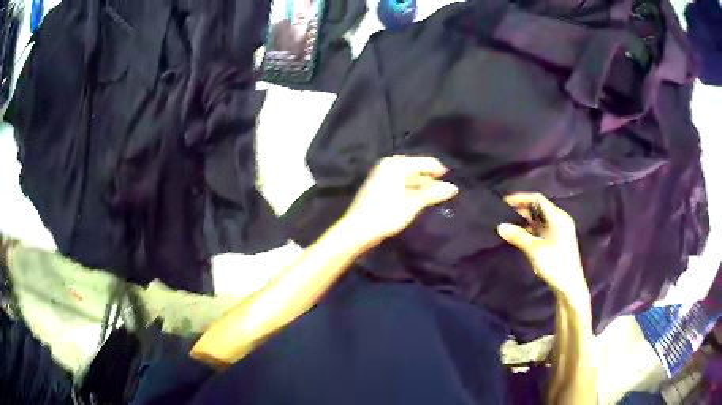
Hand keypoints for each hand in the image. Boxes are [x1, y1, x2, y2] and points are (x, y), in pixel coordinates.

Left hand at [340, 156, 457, 245]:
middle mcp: (389, 165)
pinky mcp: (379, 186)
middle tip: (445, 193)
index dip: (440, 172)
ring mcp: (382, 175)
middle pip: (417, 168)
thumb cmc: (387, 214)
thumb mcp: (413, 203)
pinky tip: (419, 201)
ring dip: (422, 187)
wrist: (358, 229)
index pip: (425, 162)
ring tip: (435, 198)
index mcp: (397, 164)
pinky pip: (401, 183)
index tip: (452, 185)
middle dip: (431, 180)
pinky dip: (411, 190)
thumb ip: (433, 193)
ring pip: (409, 177)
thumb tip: (454, 187)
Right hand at [496, 193, 589, 302]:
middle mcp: (560, 220)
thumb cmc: (555, 265)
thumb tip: (500, 226)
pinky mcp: (556, 240)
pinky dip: (530, 229)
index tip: (504, 202)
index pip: (538, 199)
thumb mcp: (535, 250)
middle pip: (538, 208)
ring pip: (539, 219)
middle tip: (503, 214)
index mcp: (558, 217)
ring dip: (525, 220)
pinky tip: (519, 235)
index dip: (521, 198)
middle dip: (521, 209)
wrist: (570, 287)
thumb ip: (518, 236)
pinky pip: (541, 228)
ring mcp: (559, 230)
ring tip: (508, 223)